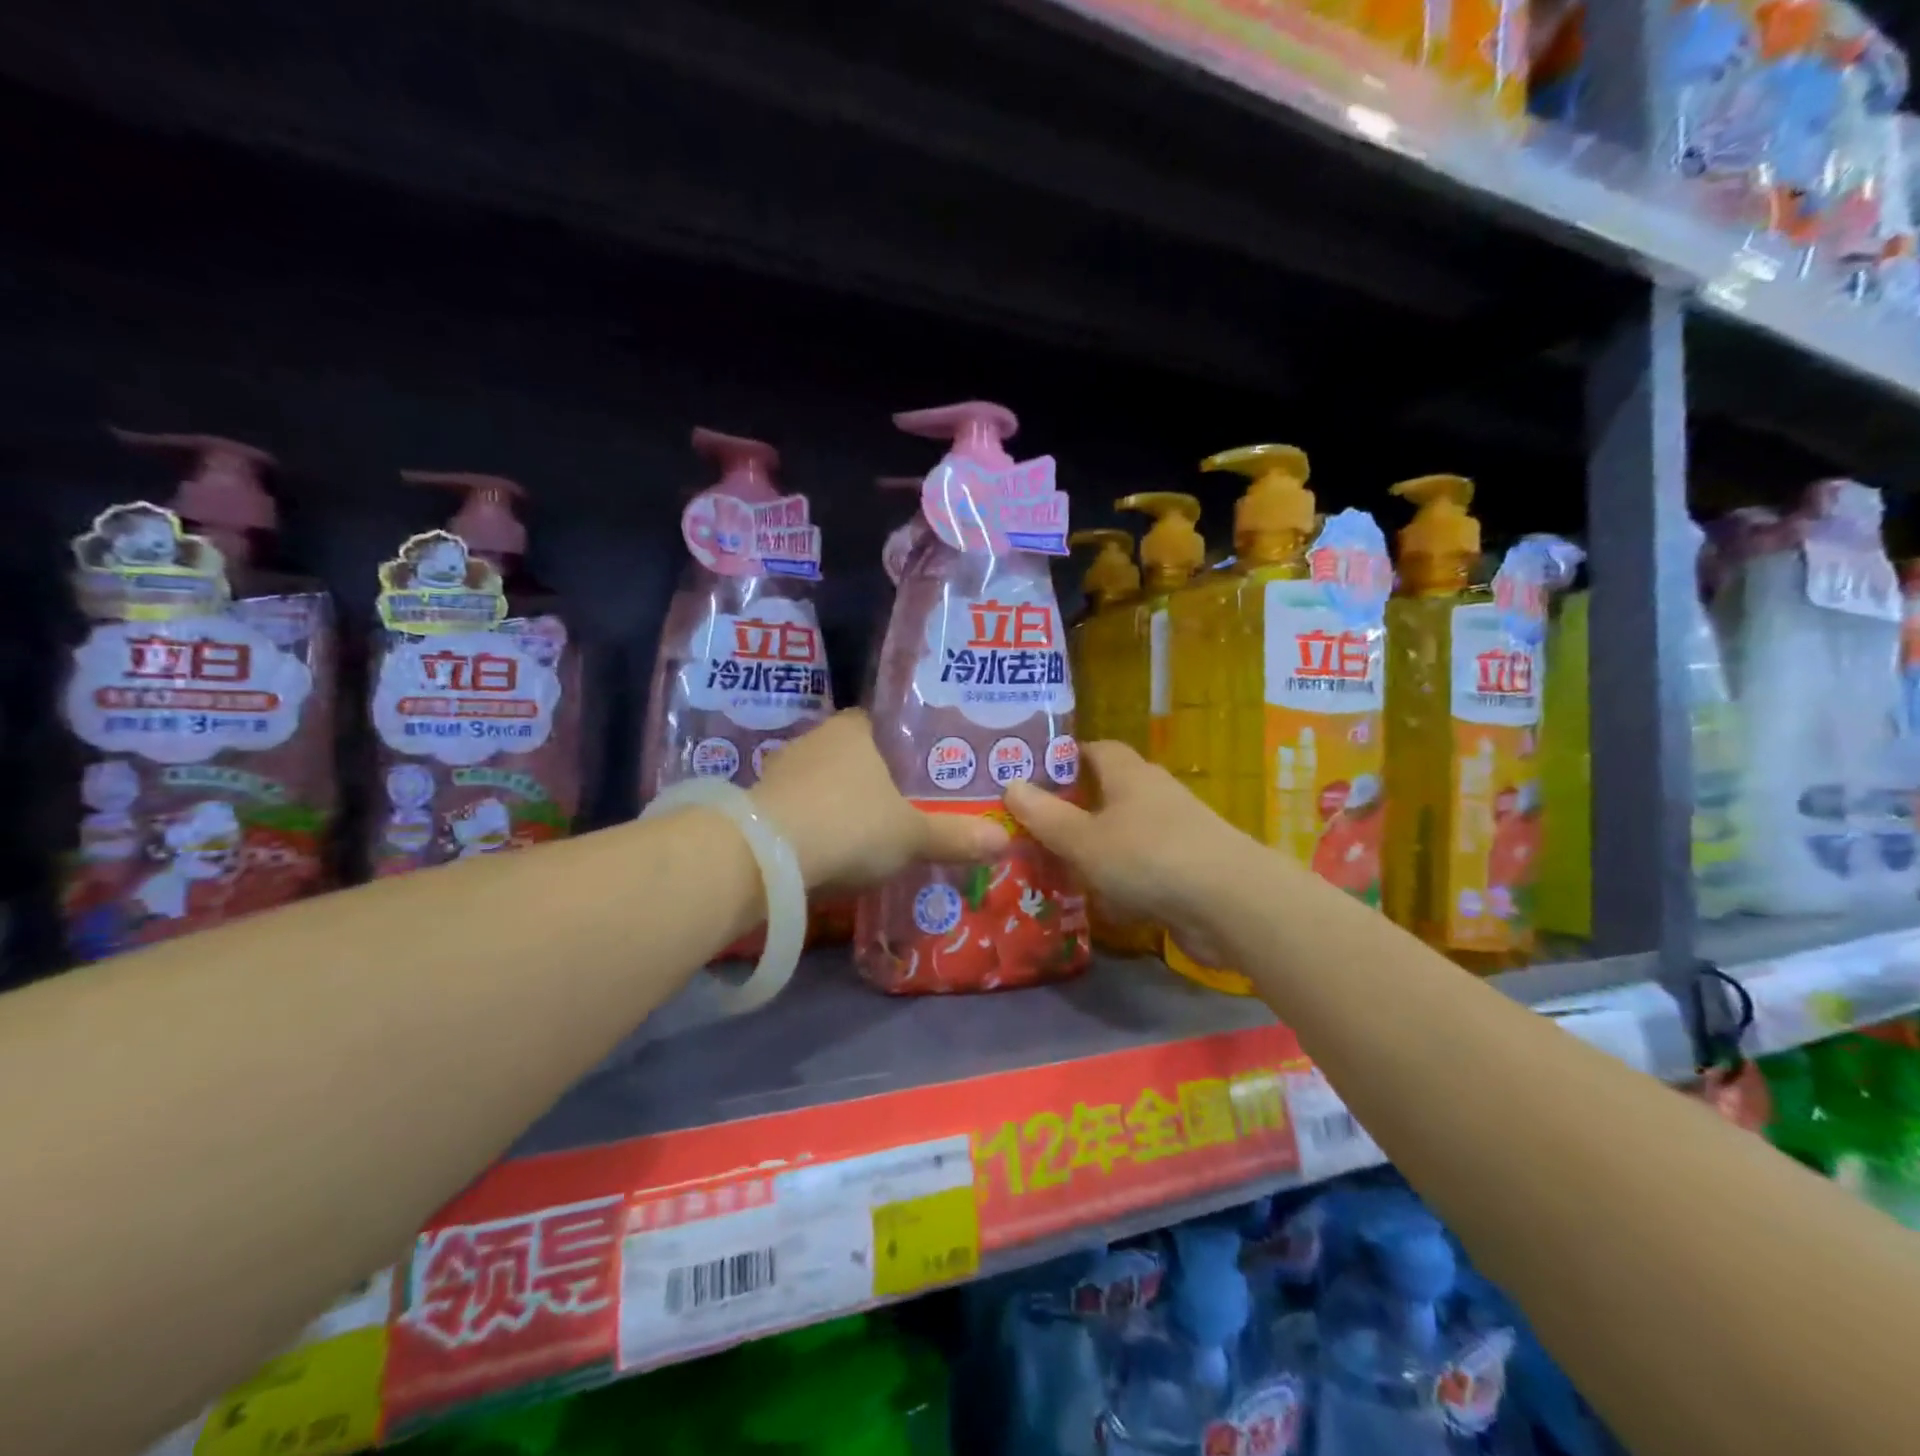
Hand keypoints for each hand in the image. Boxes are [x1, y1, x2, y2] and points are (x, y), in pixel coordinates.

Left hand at [750, 710, 1007, 887]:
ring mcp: (779, 771)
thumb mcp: (911, 836)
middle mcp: (813, 740)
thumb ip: (954, 836)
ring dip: (832, 802)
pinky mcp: (755, 804)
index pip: (875, 723)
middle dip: (865, 777)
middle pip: (846, 753)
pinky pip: (793, 809)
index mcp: (852, 731)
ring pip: (816, 782)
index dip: (894, 745)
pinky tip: (821, 850)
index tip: (910, 770)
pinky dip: (808, 825)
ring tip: (858, 833)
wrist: (767, 856)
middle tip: (892, 806)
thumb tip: (1005, 840)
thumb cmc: (851, 825)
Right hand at [1003, 742, 1249, 963]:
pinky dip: (1121, 880)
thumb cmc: (1148, 857)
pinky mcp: (1188, 868)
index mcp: (1129, 774)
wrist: (1230, 904)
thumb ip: (1045, 816)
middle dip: (1075, 808)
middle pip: (1109, 792)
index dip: (1066, 758)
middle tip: (1035, 826)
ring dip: (1096, 848)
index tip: (1034, 774)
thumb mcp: (1083, 839)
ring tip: (1057, 867)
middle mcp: (1154, 795)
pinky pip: (1143, 867)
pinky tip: (1102, 902)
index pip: (1096, 749)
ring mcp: (1175, 832)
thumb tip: (1011, 785)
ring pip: (1124, 833)